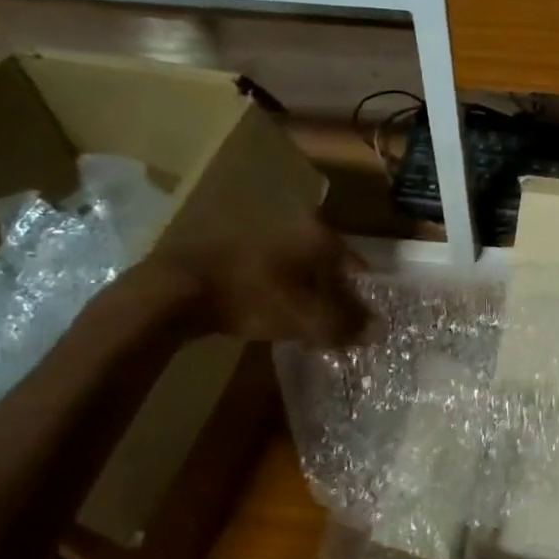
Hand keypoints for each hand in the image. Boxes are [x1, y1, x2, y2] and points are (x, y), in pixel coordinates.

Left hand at [134, 222, 370, 344]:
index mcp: (318, 236)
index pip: (356, 265)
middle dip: (336, 296)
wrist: (178, 290)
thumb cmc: (254, 298)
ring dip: (307, 296)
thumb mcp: (307, 319)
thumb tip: (380, 331)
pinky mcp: (234, 251)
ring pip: (299, 270)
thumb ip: (346, 326)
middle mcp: (294, 227)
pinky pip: (273, 275)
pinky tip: (274, 316)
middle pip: (328, 267)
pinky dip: (280, 294)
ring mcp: (261, 236)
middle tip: (339, 326)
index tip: (365, 320)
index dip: (364, 295)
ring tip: (307, 326)